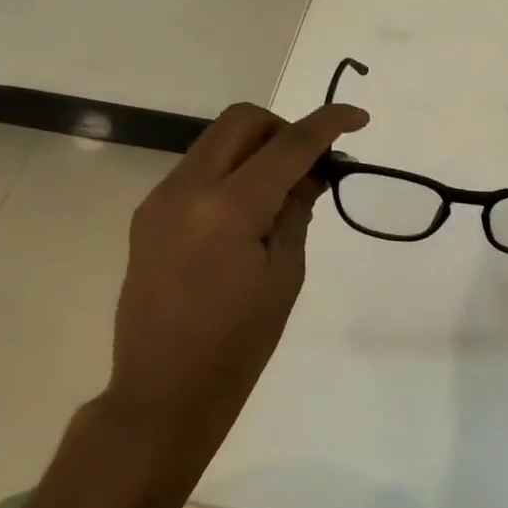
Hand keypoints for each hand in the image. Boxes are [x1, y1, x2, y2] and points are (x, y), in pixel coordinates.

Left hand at [109, 102, 367, 436]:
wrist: (164, 390)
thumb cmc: (239, 342)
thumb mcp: (285, 274)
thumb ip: (297, 210)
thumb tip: (313, 171)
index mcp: (228, 209)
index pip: (288, 145)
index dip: (328, 124)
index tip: (358, 118)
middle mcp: (186, 189)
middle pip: (242, 121)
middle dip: (284, 128)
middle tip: (309, 166)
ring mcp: (160, 199)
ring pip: (217, 141)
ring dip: (257, 149)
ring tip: (282, 193)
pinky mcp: (148, 214)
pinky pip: (198, 169)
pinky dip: (232, 171)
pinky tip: (248, 213)